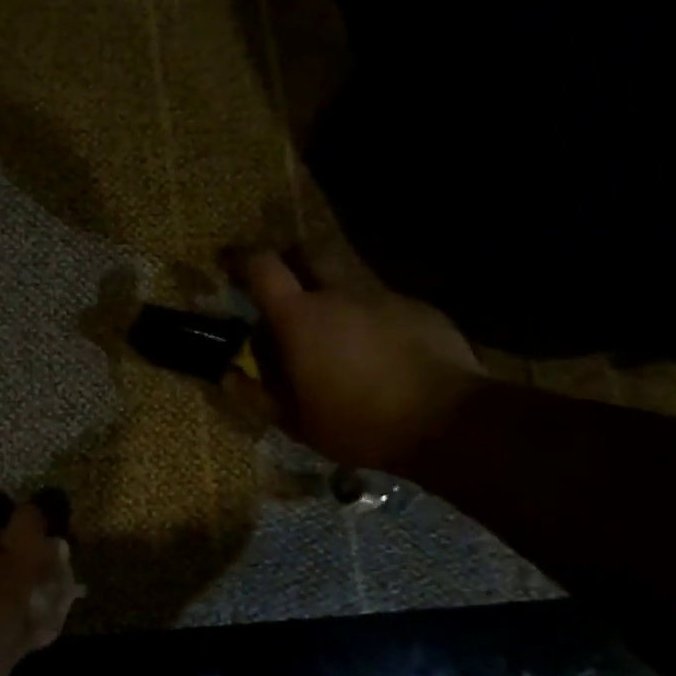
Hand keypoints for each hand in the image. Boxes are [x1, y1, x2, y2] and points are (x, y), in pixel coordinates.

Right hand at [230, 246, 485, 473]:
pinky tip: (377, 347)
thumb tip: (227, 376)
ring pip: (348, 276)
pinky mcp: (418, 307)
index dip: (240, 260)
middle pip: (308, 251)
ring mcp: (383, 295)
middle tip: (283, 285)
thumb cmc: (358, 424)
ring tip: (333, 326)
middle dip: (290, 259)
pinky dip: (368, 314)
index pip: (262, 267)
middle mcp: (339, 292)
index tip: (227, 264)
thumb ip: (255, 395)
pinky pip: (381, 300)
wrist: (448, 422)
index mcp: (300, 317)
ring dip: (331, 290)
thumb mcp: (296, 422)